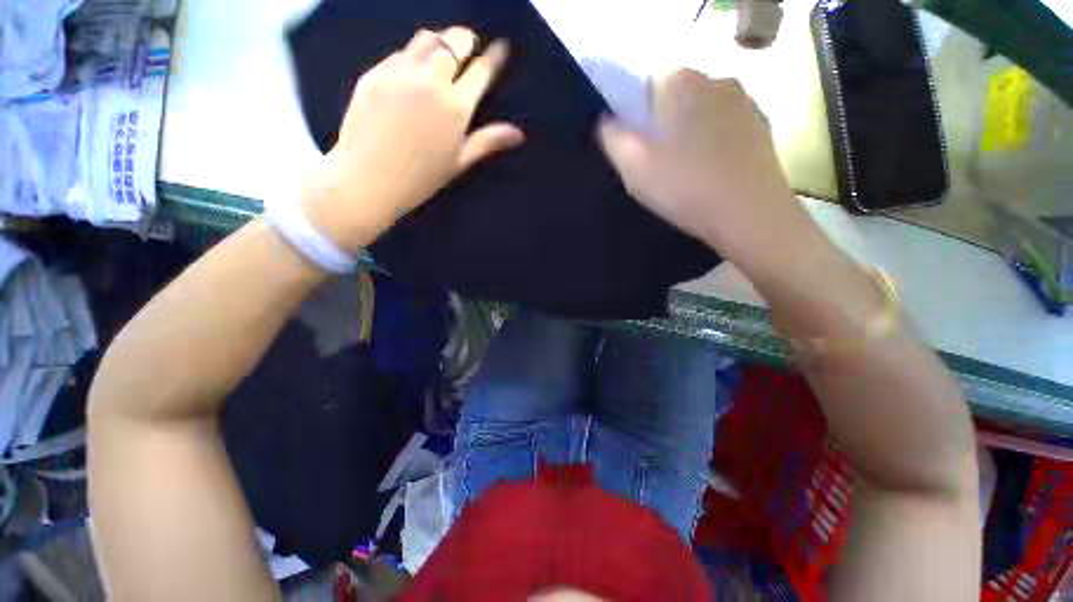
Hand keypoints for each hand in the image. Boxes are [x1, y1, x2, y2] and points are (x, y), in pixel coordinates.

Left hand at [303, 27, 523, 251]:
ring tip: (443, 53)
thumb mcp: (459, 161)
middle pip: (453, 42)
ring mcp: (399, 73)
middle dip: (466, 40)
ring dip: (440, 41)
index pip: (480, 71)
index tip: (501, 47)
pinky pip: (399, 52)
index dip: (494, 57)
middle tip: (470, 45)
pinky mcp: (375, 73)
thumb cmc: (421, 178)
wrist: (369, 179)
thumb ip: (488, 141)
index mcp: (455, 107)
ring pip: (425, 39)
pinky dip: (412, 55)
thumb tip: (518, 134)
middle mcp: (430, 81)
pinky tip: (413, 70)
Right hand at [597, 70, 815, 263]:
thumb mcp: (634, 168)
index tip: (639, 147)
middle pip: (679, 98)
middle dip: (664, 124)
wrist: (750, 216)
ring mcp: (746, 104)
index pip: (651, 83)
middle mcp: (719, 81)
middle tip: (659, 163)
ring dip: (690, 134)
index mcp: (685, 83)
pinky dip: (714, 144)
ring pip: (704, 113)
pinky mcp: (762, 129)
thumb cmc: (686, 188)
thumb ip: (613, 139)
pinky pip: (726, 128)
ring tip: (686, 172)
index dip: (639, 115)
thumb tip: (607, 123)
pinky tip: (710, 173)